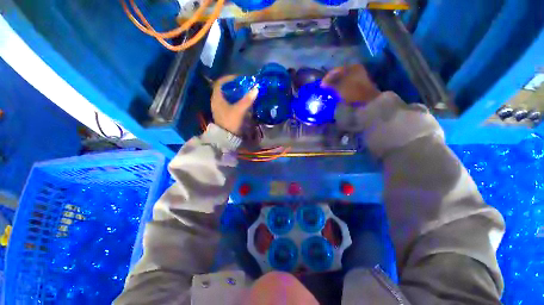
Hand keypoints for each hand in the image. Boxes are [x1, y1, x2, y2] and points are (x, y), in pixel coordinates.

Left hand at [211, 75, 258, 134]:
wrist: (227, 138)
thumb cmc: (231, 122)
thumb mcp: (239, 110)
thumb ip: (247, 99)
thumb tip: (256, 88)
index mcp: (217, 97)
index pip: (221, 82)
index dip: (230, 78)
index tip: (240, 78)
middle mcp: (216, 101)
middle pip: (225, 89)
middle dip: (235, 86)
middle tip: (245, 85)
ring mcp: (220, 108)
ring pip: (228, 96)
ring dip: (236, 94)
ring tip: (246, 93)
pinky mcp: (224, 113)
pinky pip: (230, 103)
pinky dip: (236, 101)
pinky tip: (243, 102)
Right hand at [322, 64, 380, 103]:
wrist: (368, 102)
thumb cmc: (353, 92)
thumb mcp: (339, 88)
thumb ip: (330, 84)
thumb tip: (322, 84)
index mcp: (351, 67)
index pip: (335, 70)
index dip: (327, 78)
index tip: (321, 85)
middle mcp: (355, 70)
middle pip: (339, 75)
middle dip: (331, 82)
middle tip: (324, 89)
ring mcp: (358, 78)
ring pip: (342, 80)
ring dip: (335, 86)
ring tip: (329, 92)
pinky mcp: (358, 86)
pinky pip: (346, 85)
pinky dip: (340, 89)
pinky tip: (336, 94)